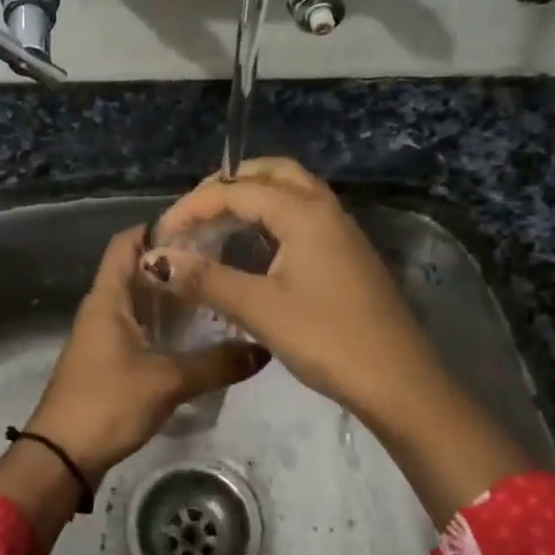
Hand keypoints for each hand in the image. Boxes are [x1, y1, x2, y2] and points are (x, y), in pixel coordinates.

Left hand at [25, 225, 266, 480]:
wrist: (62, 456)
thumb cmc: (108, 403)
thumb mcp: (167, 381)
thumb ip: (216, 364)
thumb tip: (263, 349)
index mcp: (107, 298)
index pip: (126, 243)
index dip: (157, 228)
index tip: (200, 227)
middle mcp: (102, 308)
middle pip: (136, 270)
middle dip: (174, 263)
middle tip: (221, 261)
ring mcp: (102, 335)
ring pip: (139, 301)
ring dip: (170, 297)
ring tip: (216, 294)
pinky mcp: (107, 361)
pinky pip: (138, 329)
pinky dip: (164, 325)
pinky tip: (194, 336)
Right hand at [139, 158, 448, 429]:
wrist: (398, 381)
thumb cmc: (327, 339)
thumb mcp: (260, 309)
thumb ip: (206, 279)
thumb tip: (156, 259)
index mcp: (304, 212)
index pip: (237, 190)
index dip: (193, 207)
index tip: (162, 235)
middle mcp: (325, 209)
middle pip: (271, 173)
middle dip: (227, 185)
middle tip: (194, 214)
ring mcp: (341, 231)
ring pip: (291, 192)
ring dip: (252, 198)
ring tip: (217, 225)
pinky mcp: (347, 254)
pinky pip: (303, 216)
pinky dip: (272, 218)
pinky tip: (255, 249)